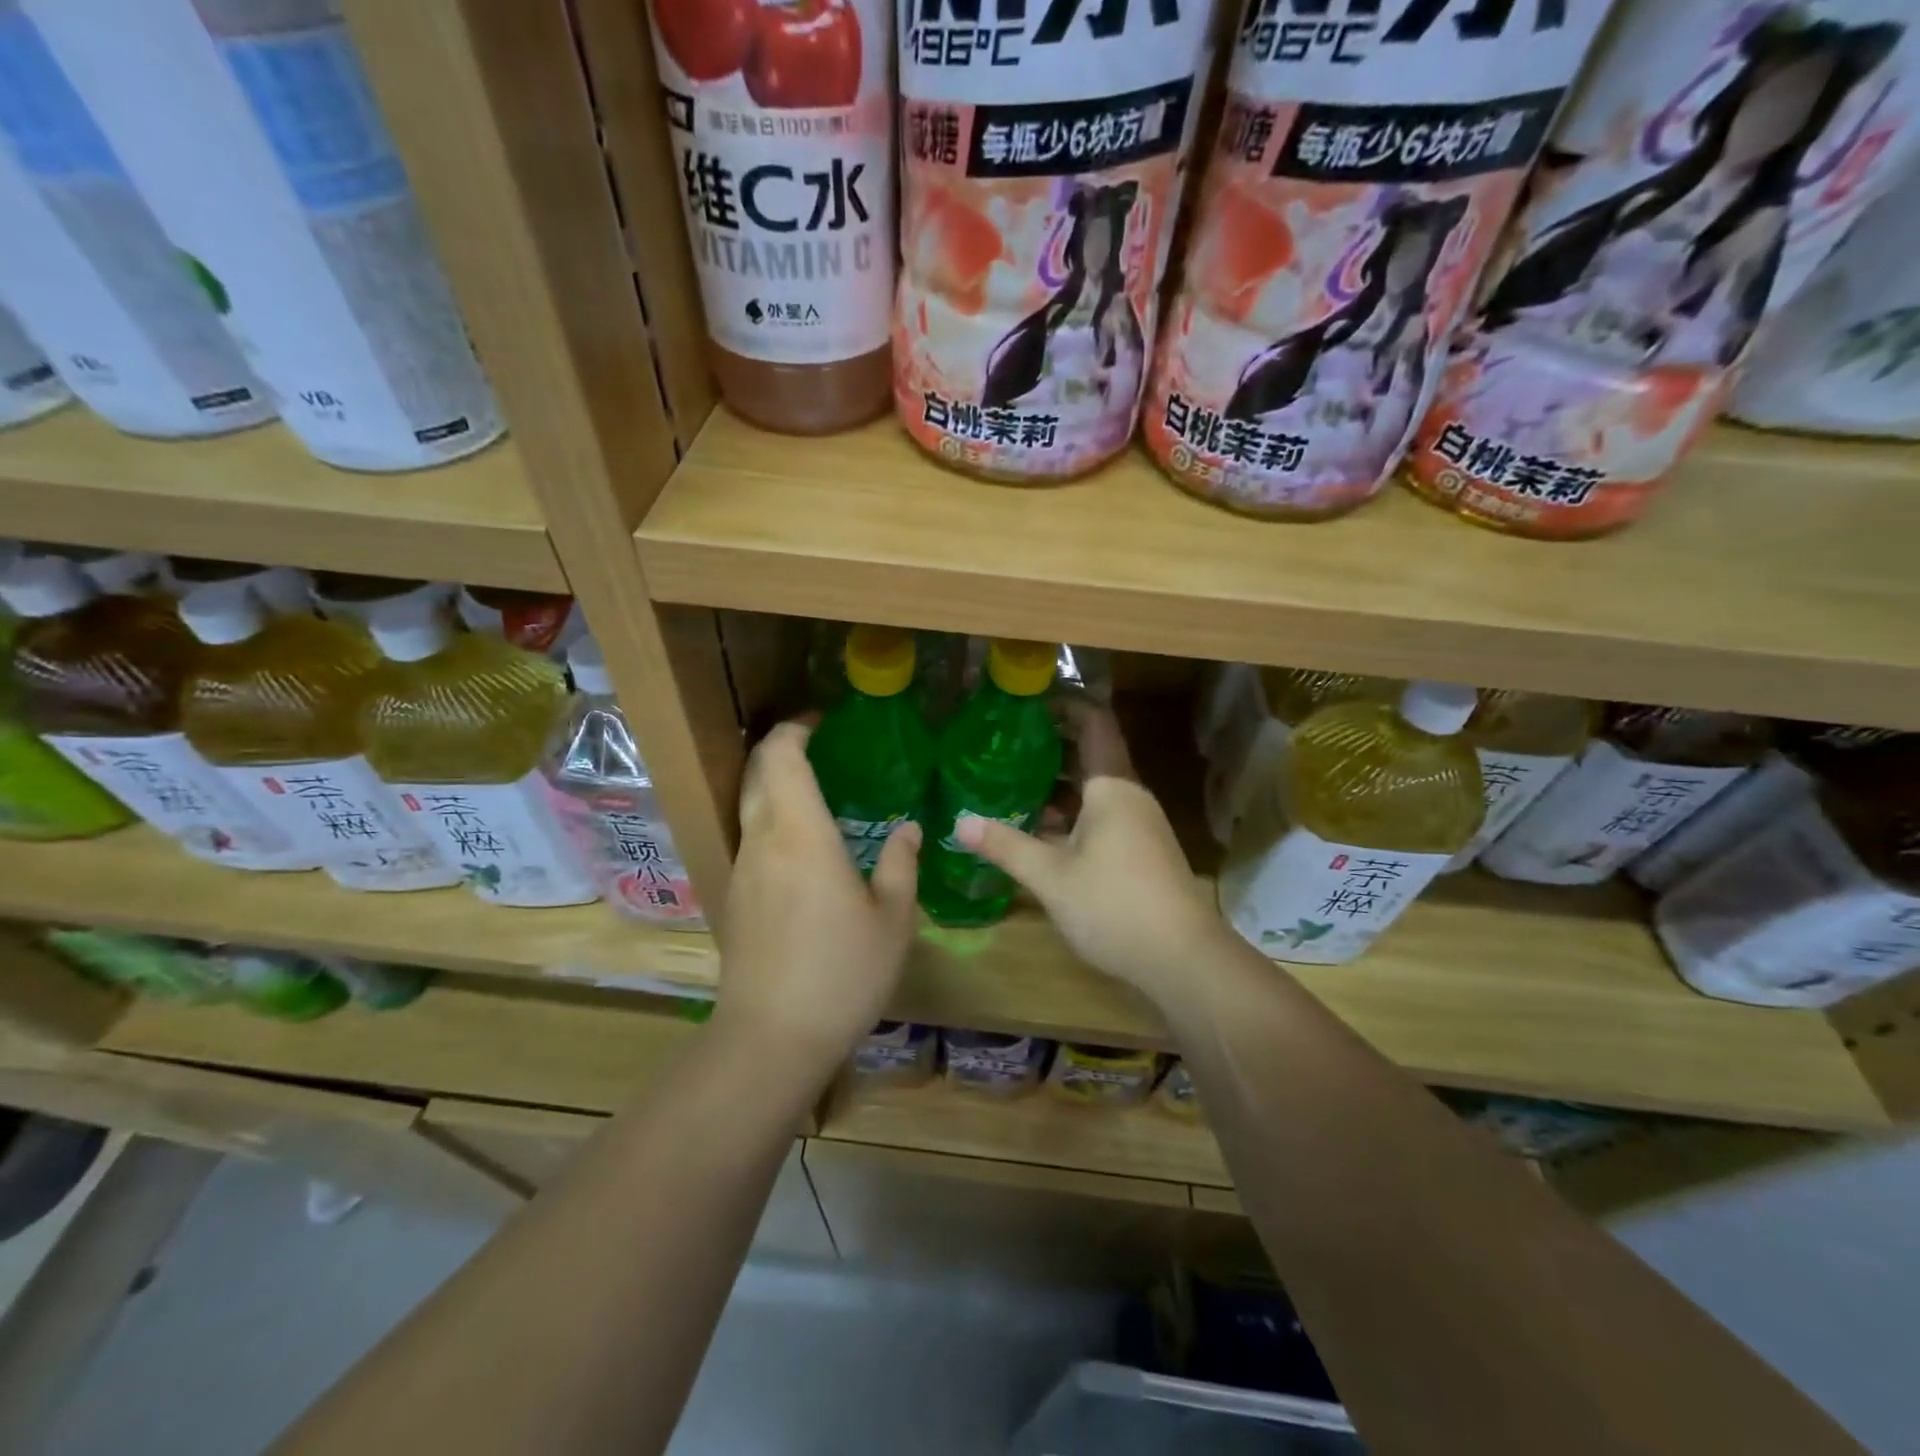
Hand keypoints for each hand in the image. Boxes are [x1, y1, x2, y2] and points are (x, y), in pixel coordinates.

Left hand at [716, 721, 920, 1080]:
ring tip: (818, 793)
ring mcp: (742, 869)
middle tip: (821, 748)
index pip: (781, 756)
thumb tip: (908, 829)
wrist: (771, 1037)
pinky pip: (750, 837)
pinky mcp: (734, 897)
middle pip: (756, 771)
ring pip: (749, 804)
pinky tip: (804, 846)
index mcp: (801, 834)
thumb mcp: (893, 919)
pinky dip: (772, 819)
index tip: (822, 722)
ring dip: (774, 784)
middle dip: (781, 748)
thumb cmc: (842, 972)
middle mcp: (762, 840)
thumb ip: (901, 864)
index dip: (795, 729)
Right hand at [956, 705, 1228, 1005]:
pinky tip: (1040, 829)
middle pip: (1091, 754)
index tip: (1027, 702)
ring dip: (1057, 783)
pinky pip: (1101, 815)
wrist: (1182, 958)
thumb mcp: (1051, 877)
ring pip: (1094, 789)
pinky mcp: (1140, 850)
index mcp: (1112, 787)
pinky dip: (1071, 813)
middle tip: (1004, 742)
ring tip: (1011, 781)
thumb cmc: (1114, 905)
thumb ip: (1006, 846)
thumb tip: (959, 822)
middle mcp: (1129, 796)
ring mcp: (1139, 824)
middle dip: (1050, 745)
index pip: (1093, 724)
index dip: (1064, 706)